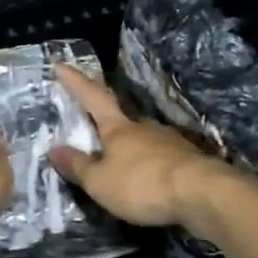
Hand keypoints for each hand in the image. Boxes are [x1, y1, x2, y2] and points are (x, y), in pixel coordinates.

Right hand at [50, 64, 236, 227]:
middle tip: (94, 140)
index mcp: (117, 128)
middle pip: (119, 122)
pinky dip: (150, 169)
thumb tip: (54, 149)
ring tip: (122, 173)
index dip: (76, 82)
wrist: (203, 193)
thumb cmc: (142, 184)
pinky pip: (161, 160)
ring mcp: (169, 141)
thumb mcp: (100, 182)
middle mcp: (143, 127)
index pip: (92, 97)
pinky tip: (150, 184)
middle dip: (106, 128)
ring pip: (142, 142)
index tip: (61, 64)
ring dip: (130, 152)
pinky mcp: (187, 160)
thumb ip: (78, 166)